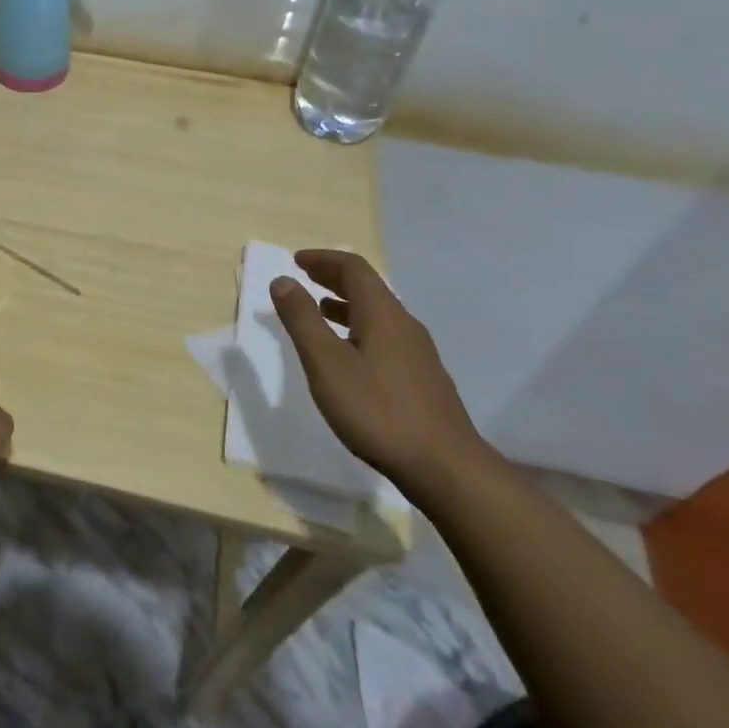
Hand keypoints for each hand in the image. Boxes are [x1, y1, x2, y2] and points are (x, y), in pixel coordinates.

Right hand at [269, 250, 487, 497]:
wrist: (445, 468)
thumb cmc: (377, 410)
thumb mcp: (326, 363)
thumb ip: (302, 319)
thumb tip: (283, 280)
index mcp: (383, 314)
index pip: (354, 268)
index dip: (323, 259)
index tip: (296, 260)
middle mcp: (404, 325)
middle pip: (368, 288)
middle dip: (333, 278)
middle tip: (304, 278)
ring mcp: (418, 353)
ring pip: (377, 314)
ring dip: (346, 304)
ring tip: (320, 312)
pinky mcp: (422, 379)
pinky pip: (385, 336)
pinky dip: (358, 329)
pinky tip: (348, 355)